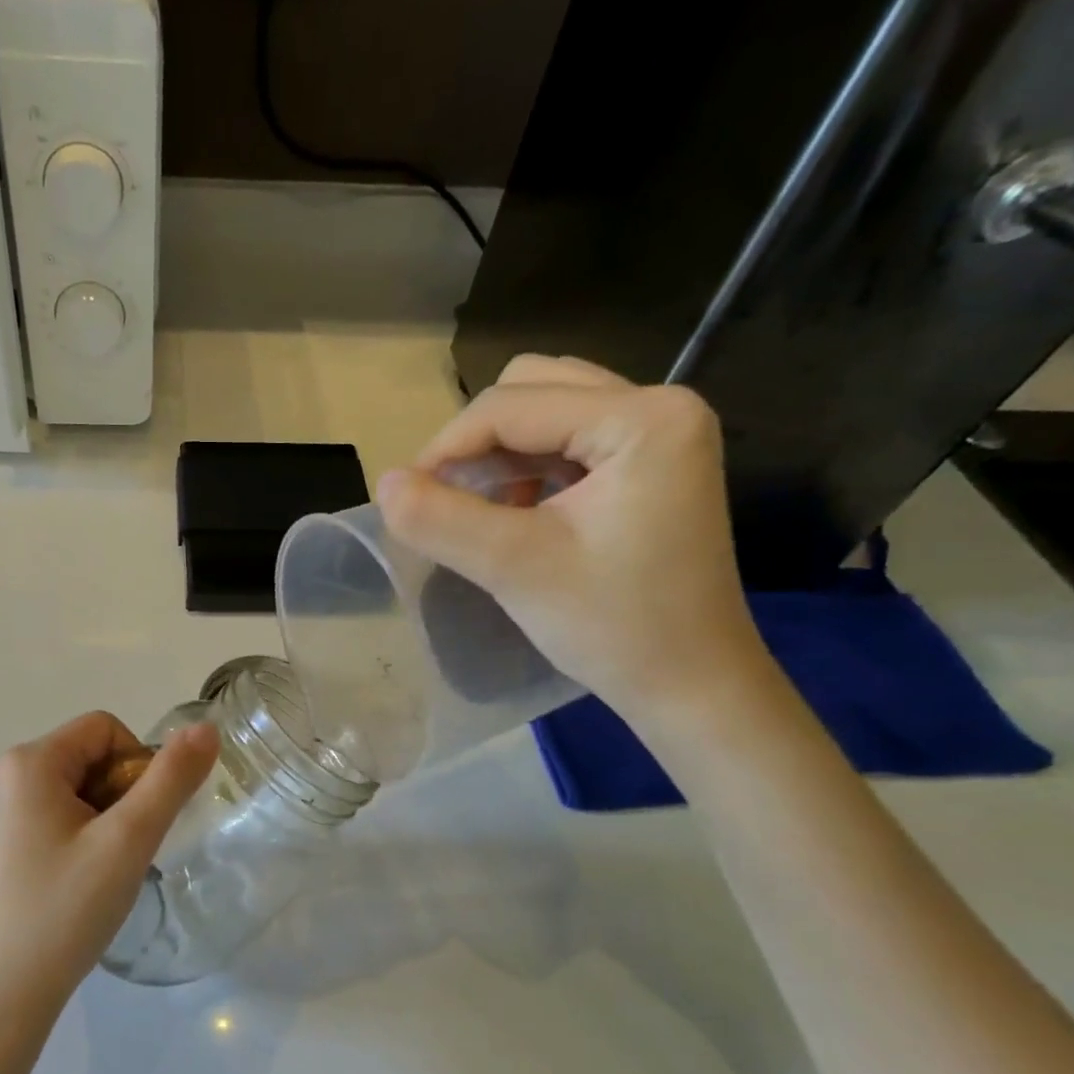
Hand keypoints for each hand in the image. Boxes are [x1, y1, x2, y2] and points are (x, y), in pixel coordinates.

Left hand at [0, 712, 218, 1020]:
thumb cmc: (66, 912)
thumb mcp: (129, 841)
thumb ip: (171, 779)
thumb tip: (205, 727)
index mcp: (25, 762)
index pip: (104, 729)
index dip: (136, 767)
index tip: (137, 824)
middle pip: (81, 757)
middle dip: (113, 794)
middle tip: (118, 853)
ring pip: (60, 787)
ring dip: (92, 816)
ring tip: (93, 872)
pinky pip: (34, 814)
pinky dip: (62, 834)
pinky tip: (64, 882)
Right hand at [378, 354, 765, 721]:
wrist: (689, 685)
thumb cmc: (613, 626)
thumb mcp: (515, 569)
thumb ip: (440, 520)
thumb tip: (383, 484)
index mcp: (644, 418)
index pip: (512, 405)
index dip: (446, 447)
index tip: (406, 499)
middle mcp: (660, 406)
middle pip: (532, 389)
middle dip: (477, 441)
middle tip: (448, 500)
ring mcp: (659, 434)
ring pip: (548, 410)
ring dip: (500, 453)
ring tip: (479, 509)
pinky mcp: (650, 465)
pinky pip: (568, 440)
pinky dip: (527, 468)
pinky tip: (516, 514)